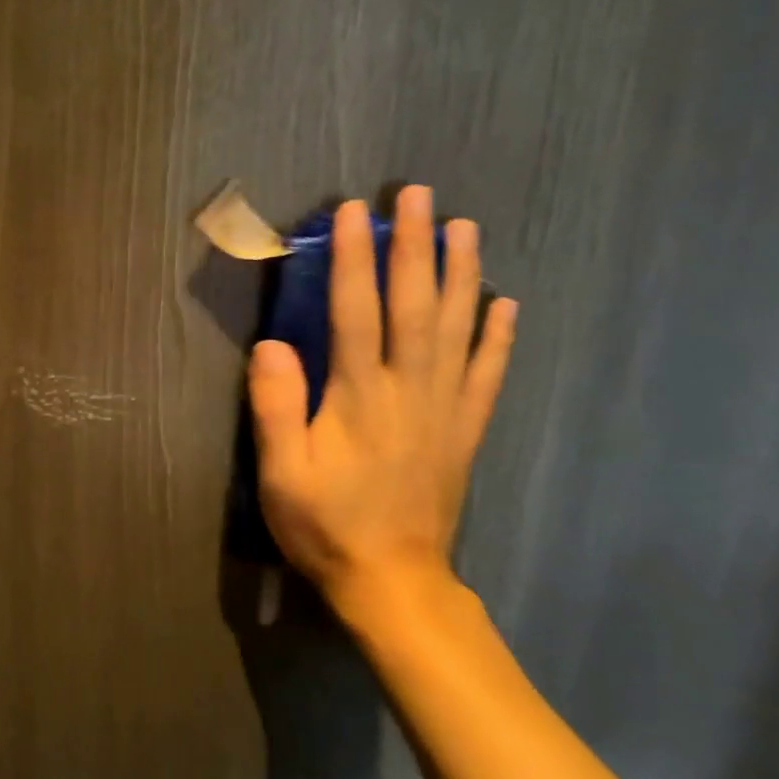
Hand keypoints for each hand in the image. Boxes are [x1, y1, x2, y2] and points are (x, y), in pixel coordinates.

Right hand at [246, 186, 516, 623]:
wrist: (392, 583)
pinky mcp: (465, 431)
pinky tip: (506, 304)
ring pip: (458, 329)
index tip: (354, 211)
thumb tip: (272, 343)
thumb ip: (276, 407)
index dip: (354, 258)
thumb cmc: (326, 526)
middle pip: (415, 305)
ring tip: (465, 227)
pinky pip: (488, 375)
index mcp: (360, 397)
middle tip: (418, 195)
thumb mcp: (281, 473)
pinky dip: (499, 337)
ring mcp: (445, 409)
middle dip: (415, 246)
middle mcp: (410, 390)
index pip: (356, 311)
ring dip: (462, 274)